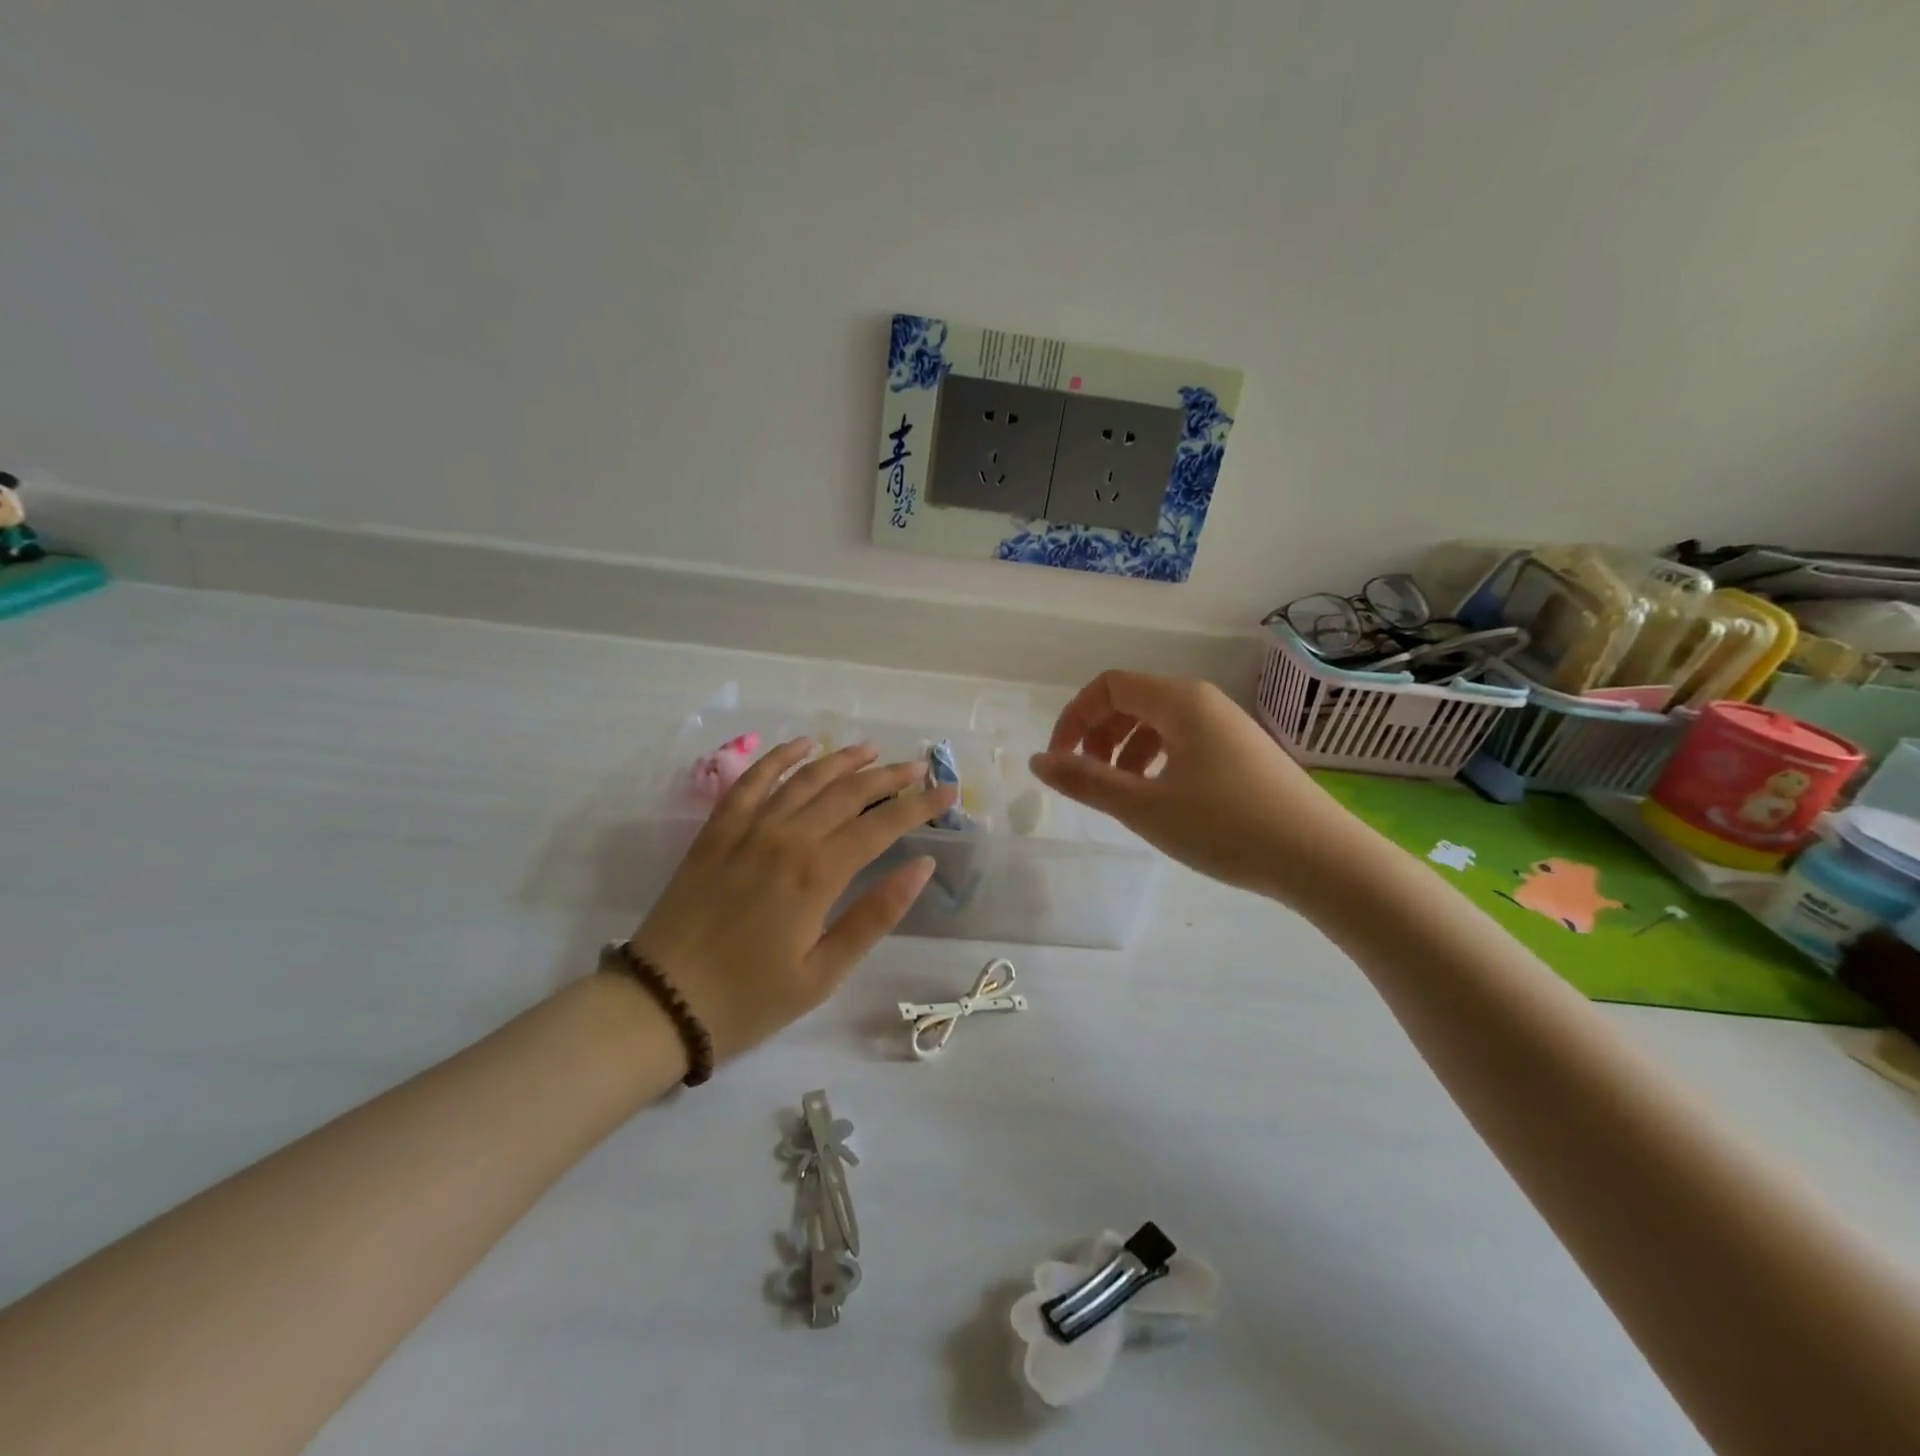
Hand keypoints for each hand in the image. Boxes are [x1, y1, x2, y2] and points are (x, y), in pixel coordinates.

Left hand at [628, 740, 955, 1062]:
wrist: (660, 1004)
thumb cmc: (749, 998)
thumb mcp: (823, 973)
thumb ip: (875, 915)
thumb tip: (922, 866)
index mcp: (817, 873)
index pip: (882, 825)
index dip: (920, 807)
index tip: (949, 793)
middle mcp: (786, 837)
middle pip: (848, 792)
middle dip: (890, 776)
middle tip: (920, 767)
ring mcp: (748, 828)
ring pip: (805, 778)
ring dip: (843, 760)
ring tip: (873, 750)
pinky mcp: (717, 831)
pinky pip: (752, 780)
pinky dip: (779, 757)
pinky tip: (802, 746)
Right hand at [1030, 671, 1358, 902]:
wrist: (1321, 859)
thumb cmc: (1225, 826)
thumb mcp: (1144, 807)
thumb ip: (1085, 781)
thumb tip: (1037, 761)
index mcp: (1179, 701)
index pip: (1109, 686)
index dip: (1074, 718)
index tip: (1059, 761)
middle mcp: (1203, 701)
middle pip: (1132, 700)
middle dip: (1098, 735)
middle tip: (1087, 779)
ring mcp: (1227, 725)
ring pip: (1158, 722)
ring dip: (1125, 750)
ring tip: (1120, 794)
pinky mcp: (1242, 752)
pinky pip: (1184, 741)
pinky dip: (1156, 760)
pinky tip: (1160, 798)